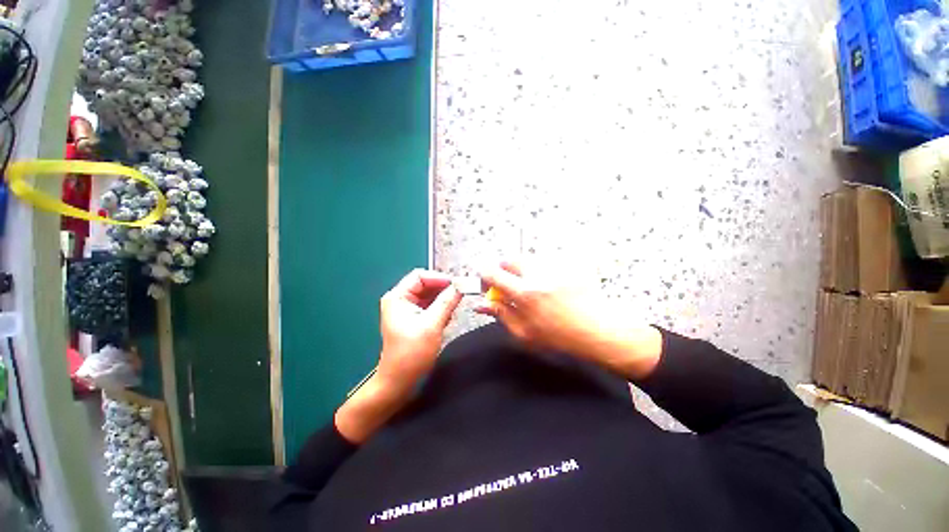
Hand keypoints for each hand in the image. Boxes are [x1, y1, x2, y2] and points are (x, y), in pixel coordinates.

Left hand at [336, 269, 461, 443]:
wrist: (399, 381)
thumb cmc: (412, 353)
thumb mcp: (432, 324)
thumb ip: (447, 302)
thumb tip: (461, 285)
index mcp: (398, 297)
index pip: (420, 276)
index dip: (440, 278)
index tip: (458, 285)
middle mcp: (401, 299)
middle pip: (425, 284)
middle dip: (443, 289)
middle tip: (461, 295)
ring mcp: (407, 309)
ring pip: (430, 295)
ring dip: (443, 300)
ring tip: (454, 309)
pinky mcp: (414, 319)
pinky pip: (430, 306)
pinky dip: (440, 309)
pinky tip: (447, 318)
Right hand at [478, 261, 662, 379]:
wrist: (596, 329)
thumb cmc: (561, 336)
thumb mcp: (524, 332)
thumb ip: (500, 314)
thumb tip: (482, 305)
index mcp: (524, 293)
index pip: (493, 273)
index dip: (484, 276)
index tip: (487, 282)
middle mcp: (537, 275)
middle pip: (509, 260)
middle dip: (504, 270)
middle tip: (510, 285)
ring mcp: (553, 267)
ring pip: (527, 260)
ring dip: (523, 271)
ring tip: (534, 288)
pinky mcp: (565, 264)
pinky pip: (544, 262)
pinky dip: (540, 271)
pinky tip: (549, 286)